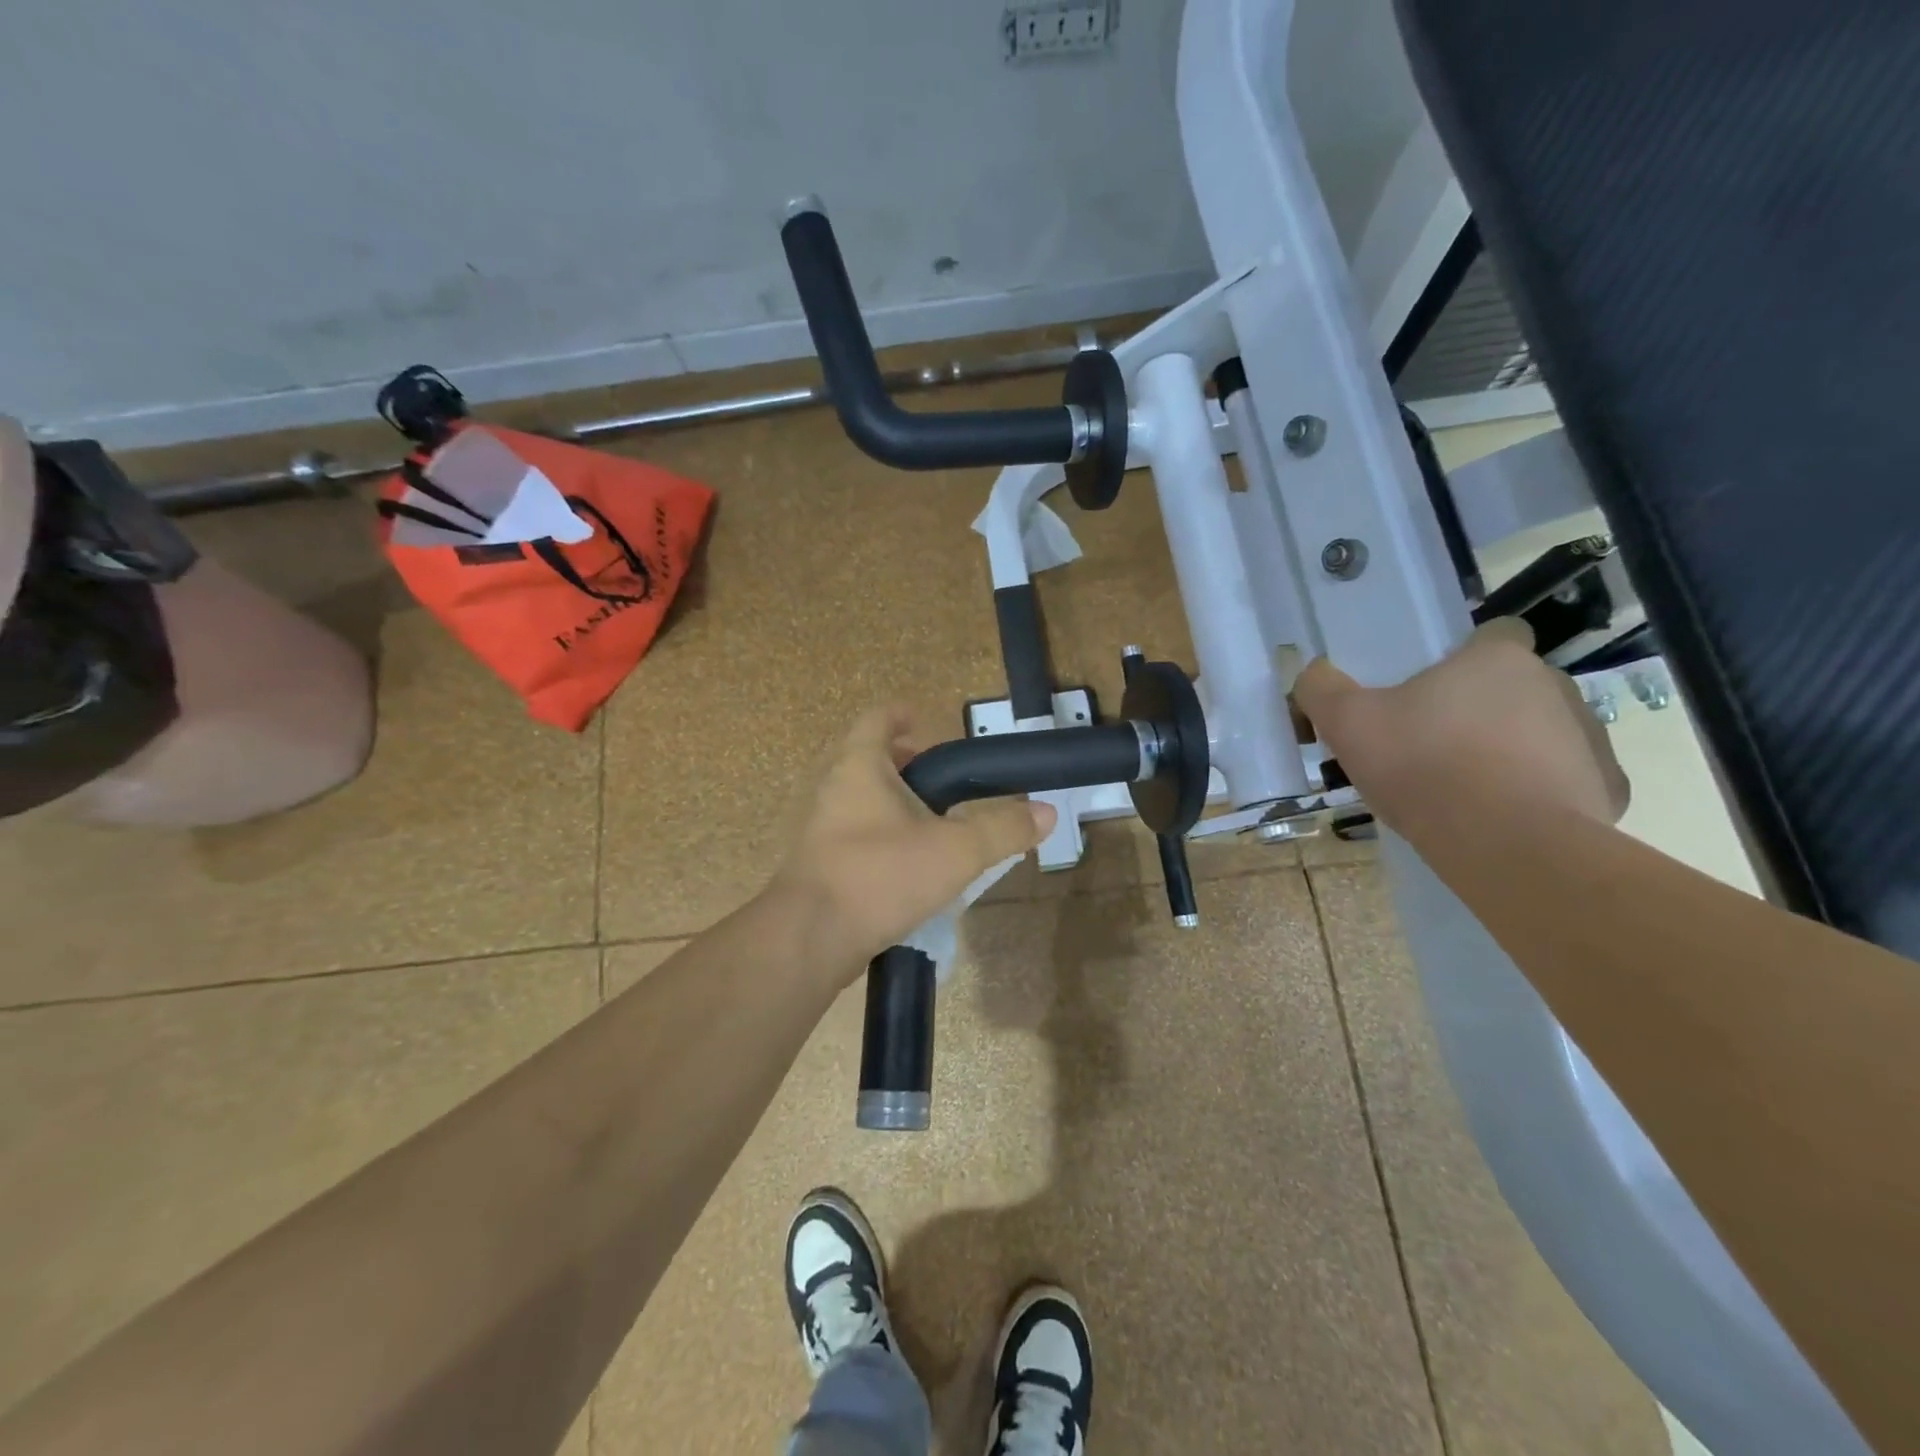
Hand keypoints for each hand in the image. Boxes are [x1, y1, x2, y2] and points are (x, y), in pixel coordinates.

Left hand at [768, 706, 1056, 982]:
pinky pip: (855, 835)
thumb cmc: (881, 875)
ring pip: (861, 800)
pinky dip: (882, 836)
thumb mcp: (956, 851)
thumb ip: (1003, 830)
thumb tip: (1047, 813)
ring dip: (895, 803)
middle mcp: (835, 788)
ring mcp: (821, 828)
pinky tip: (909, 864)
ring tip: (935, 825)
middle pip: (869, 759)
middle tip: (944, 781)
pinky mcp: (819, 863)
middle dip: (906, 764)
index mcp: (861, 766)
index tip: (926, 722)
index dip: (902, 714)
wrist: (810, 938)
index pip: (879, 719)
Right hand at [1294, 619, 1629, 834]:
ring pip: (1541, 732)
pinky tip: (1499, 818)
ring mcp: (1589, 737)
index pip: (1495, 632)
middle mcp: (1553, 686)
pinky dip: (1536, 793)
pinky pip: (1565, 780)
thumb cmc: (1424, 766)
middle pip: (1513, 686)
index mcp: (1497, 660)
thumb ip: (1321, 688)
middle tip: (1431, 746)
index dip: (1465, 655)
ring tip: (1463, 789)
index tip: (1434, 687)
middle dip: (1479, 709)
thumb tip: (1311, 671)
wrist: (1505, 845)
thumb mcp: (1347, 722)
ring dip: (1508, 750)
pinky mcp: (1607, 789)